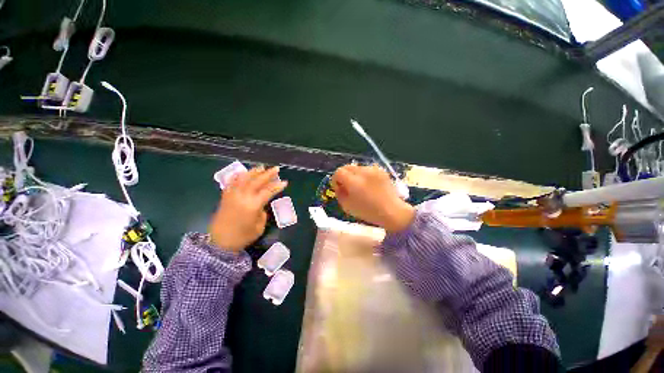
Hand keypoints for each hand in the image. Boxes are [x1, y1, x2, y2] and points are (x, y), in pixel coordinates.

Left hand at [209, 167, 286, 251]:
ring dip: (254, 172)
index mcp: (253, 205)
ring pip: (244, 179)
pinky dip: (238, 176)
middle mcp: (243, 197)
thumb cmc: (242, 237)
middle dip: (268, 174)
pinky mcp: (225, 197)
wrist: (220, 243)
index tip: (285, 182)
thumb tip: (261, 206)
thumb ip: (262, 213)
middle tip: (276, 169)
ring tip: (261, 167)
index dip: (277, 186)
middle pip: (257, 181)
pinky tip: (242, 173)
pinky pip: (231, 183)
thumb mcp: (259, 227)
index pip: (268, 191)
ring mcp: (232, 196)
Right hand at [331, 164, 414, 232]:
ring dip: (354, 175)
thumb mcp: (347, 206)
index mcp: (354, 182)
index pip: (339, 172)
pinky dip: (364, 175)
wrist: (392, 211)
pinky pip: (367, 169)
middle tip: (347, 186)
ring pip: (357, 168)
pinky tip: (369, 185)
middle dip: (344, 176)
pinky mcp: (381, 170)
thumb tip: (339, 186)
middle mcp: (363, 172)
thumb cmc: (368, 212)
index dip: (336, 180)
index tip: (339, 188)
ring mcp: (373, 170)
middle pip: (347, 167)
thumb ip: (339, 193)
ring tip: (360, 186)